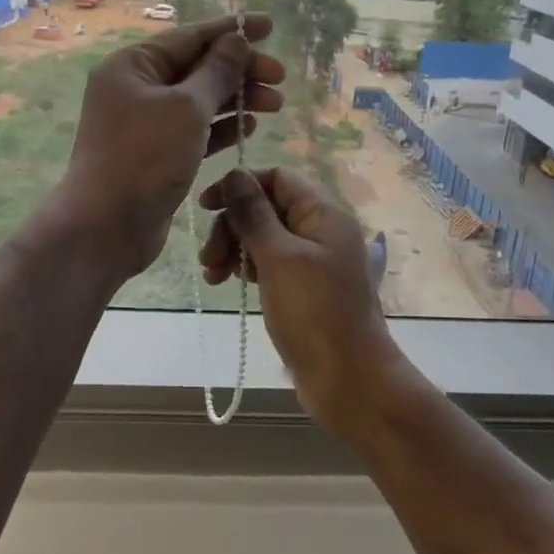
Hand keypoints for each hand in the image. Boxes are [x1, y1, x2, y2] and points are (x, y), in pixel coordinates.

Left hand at [52, 14, 285, 282]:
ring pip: (199, 101)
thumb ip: (216, 72)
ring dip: (236, 99)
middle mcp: (136, 89)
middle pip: (197, 68)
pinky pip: (195, 131)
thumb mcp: (186, 108)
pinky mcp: (157, 154)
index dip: (231, 31)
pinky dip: (221, 127)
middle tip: (279, 77)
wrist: (107, 226)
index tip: (269, 26)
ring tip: (275, 103)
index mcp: (133, 66)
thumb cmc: (144, 158)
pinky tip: (249, 126)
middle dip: (239, 70)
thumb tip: (235, 40)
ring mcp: (145, 124)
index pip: (189, 37)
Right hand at [198, 167, 400, 433]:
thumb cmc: (314, 313)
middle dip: (233, 225)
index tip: (205, 207)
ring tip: (213, 275)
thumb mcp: (278, 258)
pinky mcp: (304, 289)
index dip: (240, 185)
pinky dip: (248, 268)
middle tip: (208, 257)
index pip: (276, 178)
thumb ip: (253, 214)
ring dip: (234, 248)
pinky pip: (271, 264)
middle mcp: (321, 231)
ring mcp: (313, 262)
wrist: (349, 380)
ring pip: (265, 237)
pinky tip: (230, 283)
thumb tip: (234, 174)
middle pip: (267, 207)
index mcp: (323, 214)